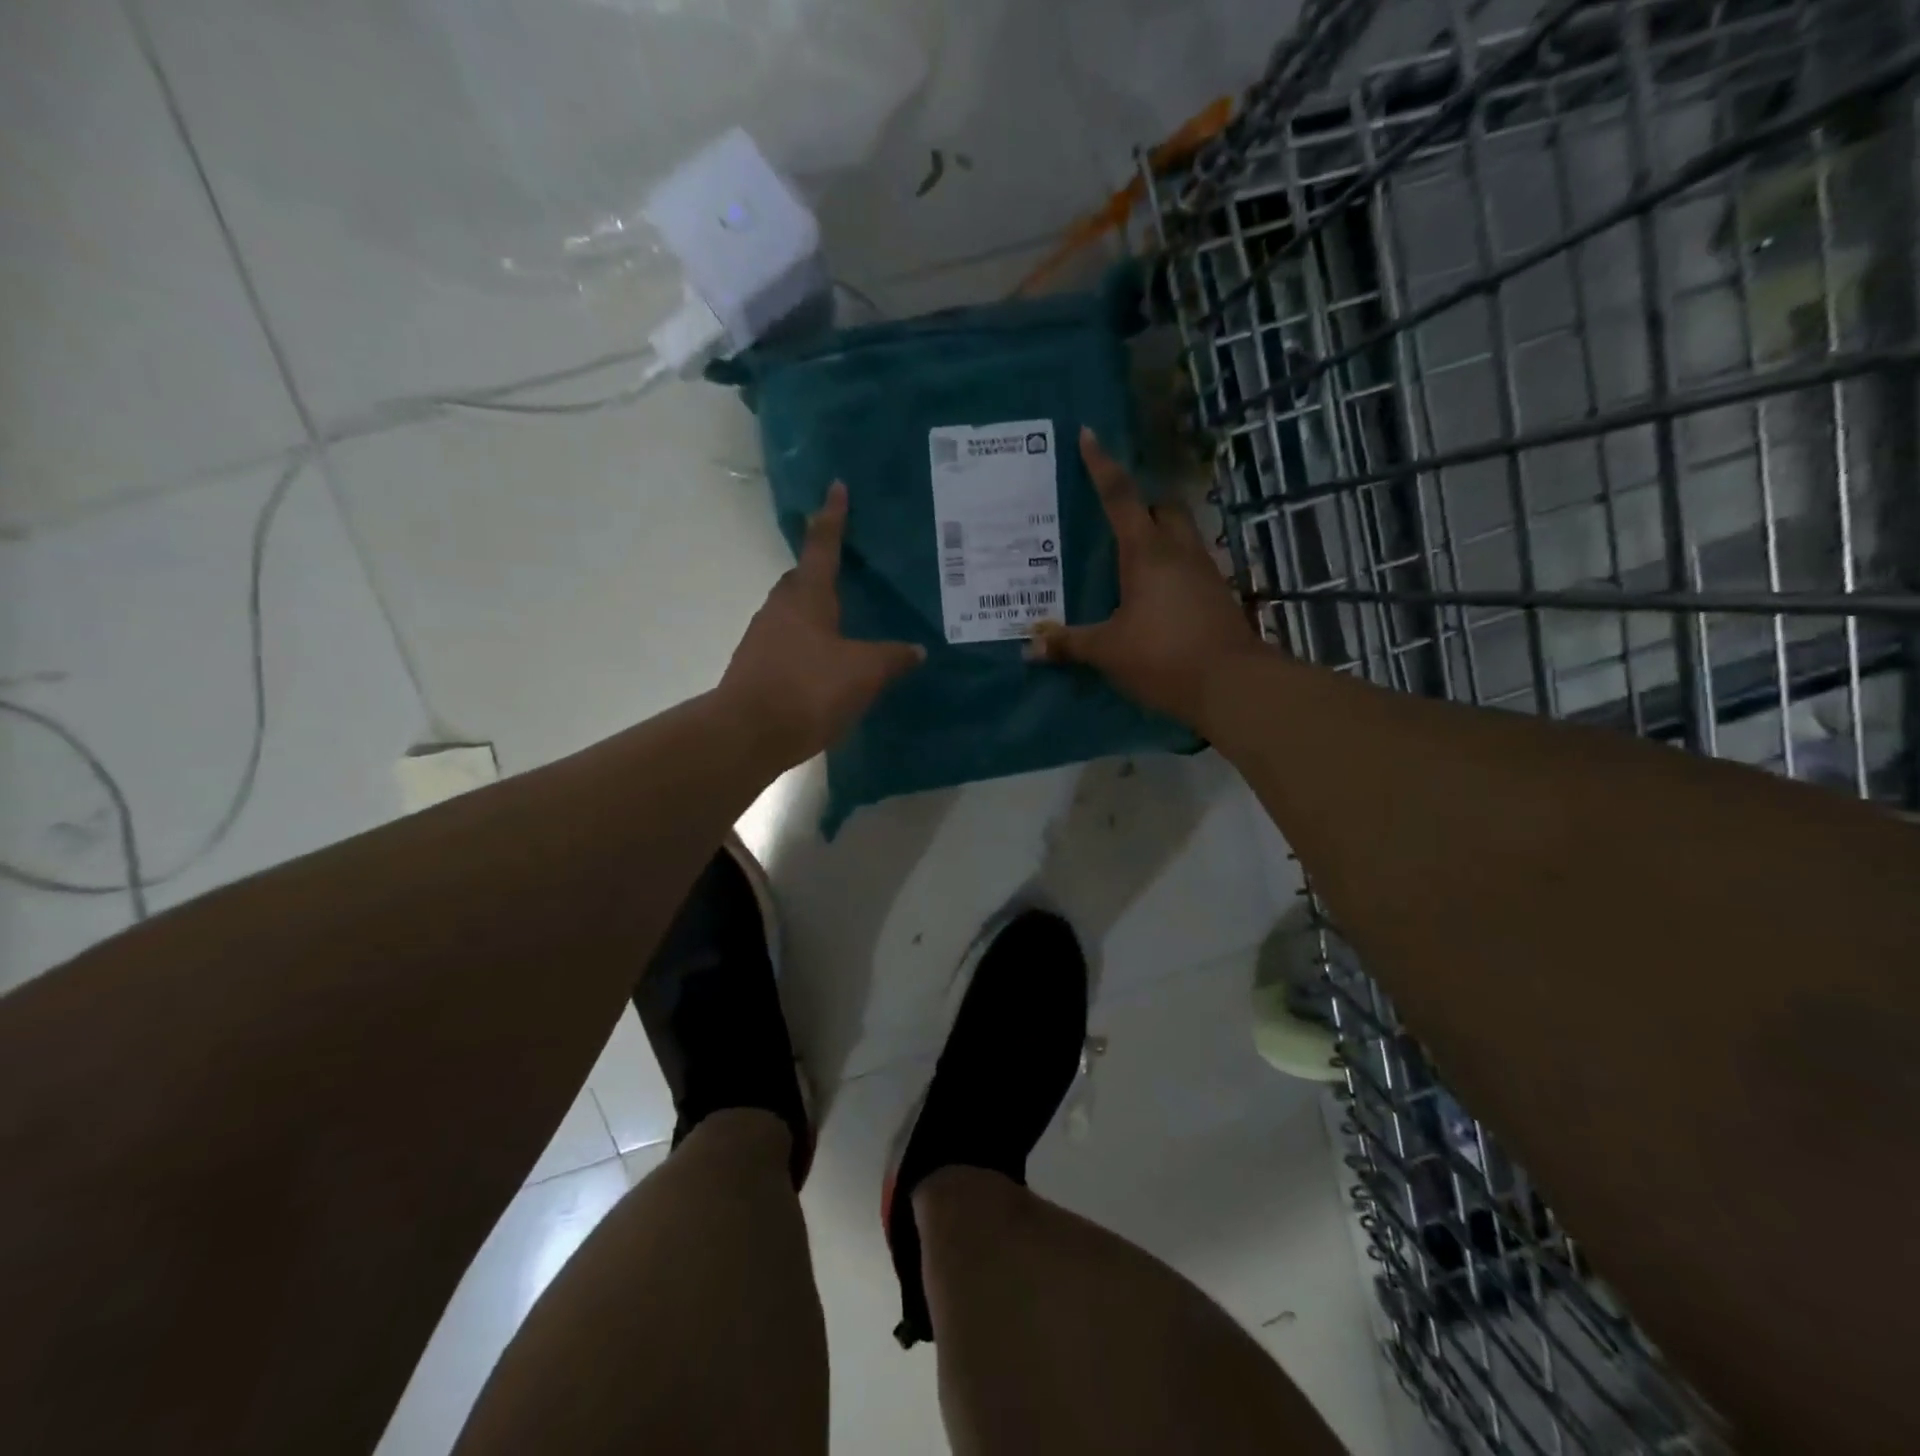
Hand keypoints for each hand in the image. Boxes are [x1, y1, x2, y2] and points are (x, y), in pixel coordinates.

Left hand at [719, 480, 925, 767]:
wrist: (747, 734)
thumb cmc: (808, 689)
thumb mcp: (863, 673)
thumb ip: (892, 658)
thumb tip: (916, 649)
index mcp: (807, 596)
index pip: (822, 545)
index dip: (833, 517)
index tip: (836, 487)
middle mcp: (780, 608)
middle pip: (802, 577)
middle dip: (822, 567)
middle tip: (849, 565)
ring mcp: (764, 637)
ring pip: (794, 610)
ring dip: (816, 608)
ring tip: (845, 618)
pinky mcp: (758, 666)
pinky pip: (789, 640)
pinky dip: (809, 640)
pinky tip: (827, 661)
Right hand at [1027, 428, 1260, 728]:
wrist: (1231, 684)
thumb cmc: (1163, 656)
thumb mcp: (1108, 651)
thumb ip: (1069, 644)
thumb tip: (1029, 647)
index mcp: (1147, 553)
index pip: (1121, 497)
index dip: (1102, 466)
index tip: (1089, 435)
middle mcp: (1179, 552)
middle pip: (1162, 508)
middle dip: (1140, 504)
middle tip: (1113, 518)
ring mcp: (1204, 572)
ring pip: (1181, 534)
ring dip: (1158, 535)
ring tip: (1130, 556)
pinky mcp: (1217, 595)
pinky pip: (1190, 565)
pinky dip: (1170, 566)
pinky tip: (1154, 592)